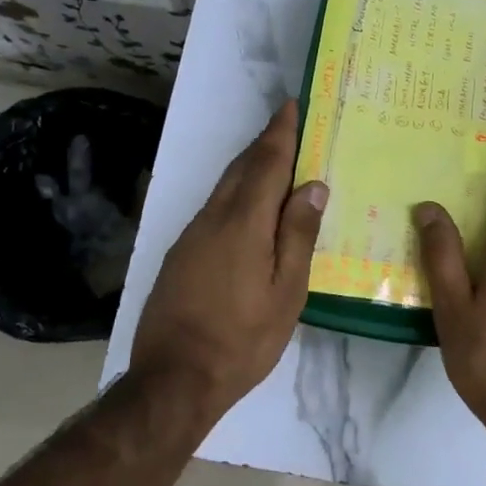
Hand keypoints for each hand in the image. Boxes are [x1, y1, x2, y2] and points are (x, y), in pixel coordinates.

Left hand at [131, 100, 327, 418]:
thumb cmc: (243, 338)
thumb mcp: (286, 292)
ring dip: (249, 168)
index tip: (291, 105)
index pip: (266, 163)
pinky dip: (235, 194)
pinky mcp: (180, 254)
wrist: (174, 380)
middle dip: (265, 143)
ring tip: (275, 161)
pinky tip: (249, 209)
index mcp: (243, 223)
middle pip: (241, 168)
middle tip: (289, 126)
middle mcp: (213, 218)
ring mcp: (191, 235)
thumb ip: (298, 235)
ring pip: (224, 188)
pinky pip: (214, 209)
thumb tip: (311, 185)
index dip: (280, 132)